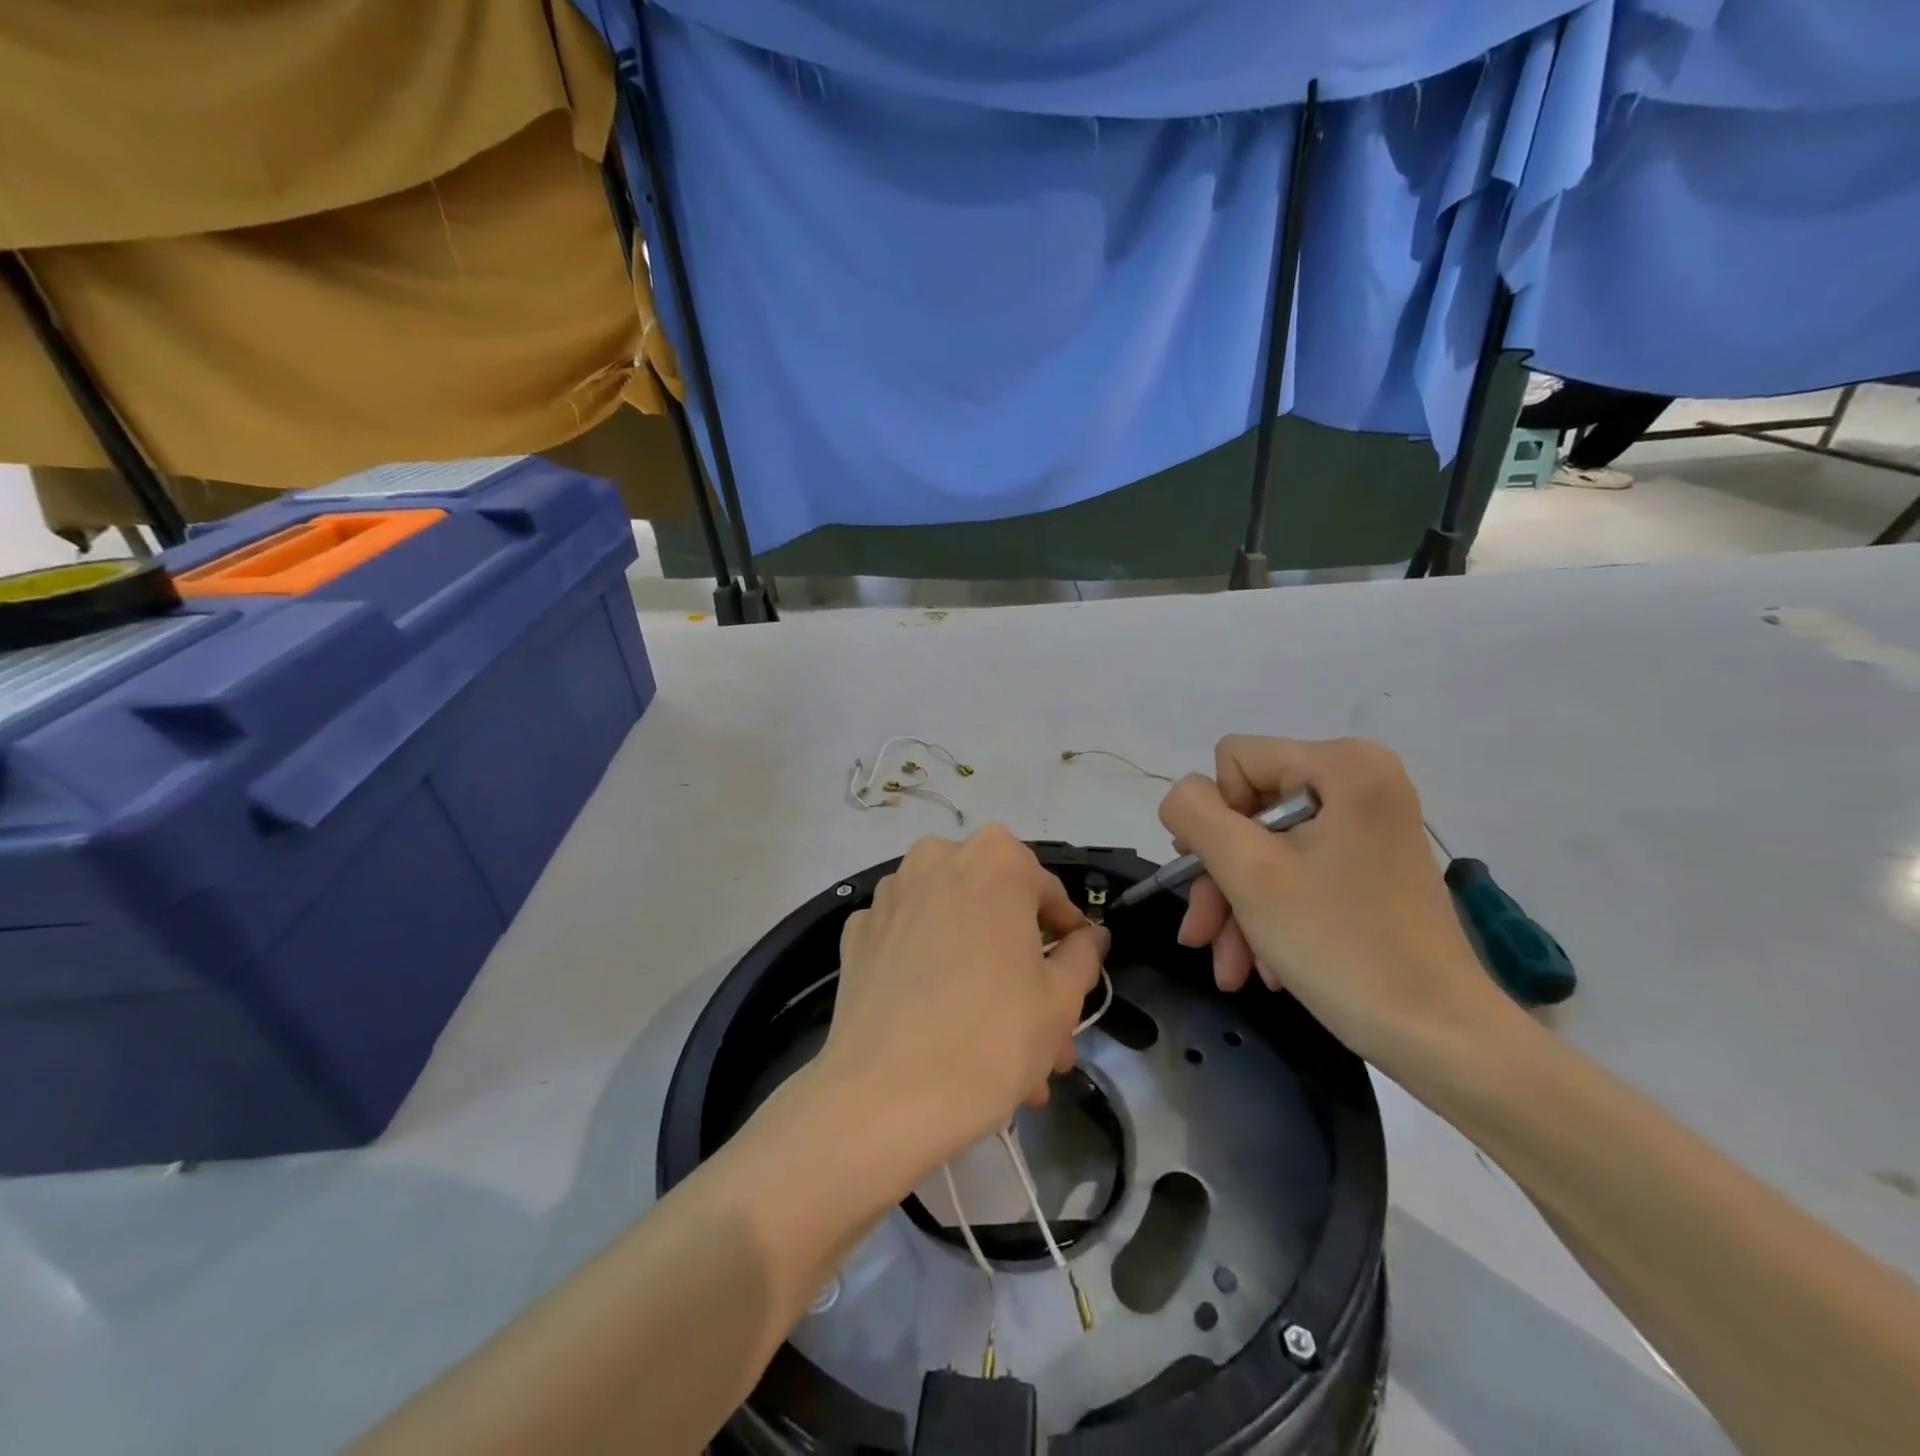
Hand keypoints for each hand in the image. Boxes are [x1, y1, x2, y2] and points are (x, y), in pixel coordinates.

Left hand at [815, 827, 1107, 1184]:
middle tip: (1043, 1031)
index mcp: (995, 860)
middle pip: (996, 912)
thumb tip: (1090, 936)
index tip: (1074, 978)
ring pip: (954, 931)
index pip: (1047, 892)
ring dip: (981, 976)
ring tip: (998, 1050)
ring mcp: (891, 895)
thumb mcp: (1060, 1000)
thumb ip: (1083, 955)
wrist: (882, 1097)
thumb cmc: (991, 1037)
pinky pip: (911, 946)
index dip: (1067, 938)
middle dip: (1022, 969)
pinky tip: (941, 1028)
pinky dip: (932, 975)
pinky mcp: (857, 934)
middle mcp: (938, 859)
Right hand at [1158, 736, 1504, 1078]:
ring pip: (1268, 848)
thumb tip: (1181, 796)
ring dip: (1239, 907)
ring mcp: (1368, 827)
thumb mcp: (1248, 872)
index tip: (1223, 876)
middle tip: (1201, 936)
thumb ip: (1196, 815)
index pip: (1236, 760)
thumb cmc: (1341, 944)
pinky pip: (1300, 872)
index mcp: (1344, 765)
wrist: (1440, 1037)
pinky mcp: (1370, 866)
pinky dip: (1273, 916)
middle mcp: (1362, 782)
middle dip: (1220, 878)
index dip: (1215, 817)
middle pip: (1250, 810)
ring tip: (1230, 968)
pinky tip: (1264, 967)